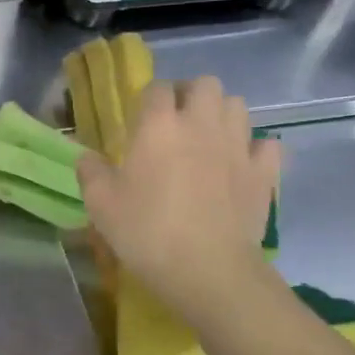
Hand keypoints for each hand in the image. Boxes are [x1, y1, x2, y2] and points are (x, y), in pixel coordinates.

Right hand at [77, 76, 282, 329]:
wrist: (208, 270)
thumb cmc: (147, 232)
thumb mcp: (100, 205)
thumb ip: (90, 172)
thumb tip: (87, 156)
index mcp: (159, 125)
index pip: (156, 88)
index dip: (148, 99)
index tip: (139, 120)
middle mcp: (201, 123)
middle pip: (205, 84)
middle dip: (191, 95)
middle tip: (176, 122)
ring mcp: (238, 146)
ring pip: (238, 106)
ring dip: (222, 115)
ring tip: (208, 140)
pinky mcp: (264, 172)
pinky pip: (267, 144)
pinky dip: (255, 149)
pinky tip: (241, 164)